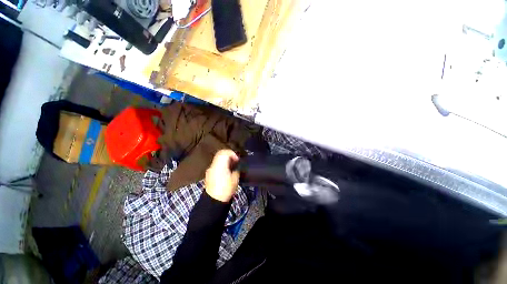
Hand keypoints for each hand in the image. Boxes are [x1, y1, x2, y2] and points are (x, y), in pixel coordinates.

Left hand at [205, 150, 239, 201]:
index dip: (232, 154)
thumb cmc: (226, 189)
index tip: (237, 160)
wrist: (213, 201)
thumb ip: (236, 170)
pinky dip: (221, 164)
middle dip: (228, 155)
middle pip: (220, 153)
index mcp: (220, 165)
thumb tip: (236, 167)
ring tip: (231, 165)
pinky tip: (225, 171)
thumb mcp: (235, 179)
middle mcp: (214, 165)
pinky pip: (215, 164)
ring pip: (217, 158)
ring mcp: (210, 169)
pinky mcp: (209, 173)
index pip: (225, 152)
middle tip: (234, 160)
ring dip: (224, 159)